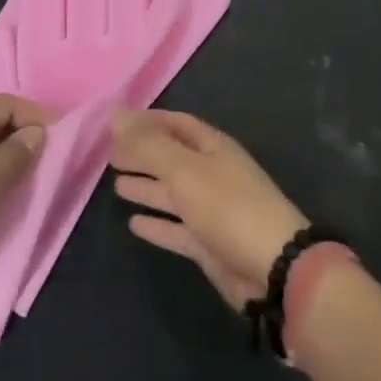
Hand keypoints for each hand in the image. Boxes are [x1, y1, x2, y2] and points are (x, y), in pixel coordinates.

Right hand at [111, 110, 306, 310]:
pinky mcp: (208, 244)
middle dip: (143, 154)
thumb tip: (115, 113)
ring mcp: (211, 210)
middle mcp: (212, 173)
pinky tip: (133, 223)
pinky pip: (176, 229)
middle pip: (172, 158)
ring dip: (146, 187)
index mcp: (213, 147)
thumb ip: (148, 145)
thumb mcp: (184, 169)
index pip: (176, 124)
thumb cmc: (228, 207)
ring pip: (172, 193)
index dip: (148, 121)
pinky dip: (156, 224)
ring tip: (115, 184)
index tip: (115, 123)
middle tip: (108, 155)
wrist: (271, 267)